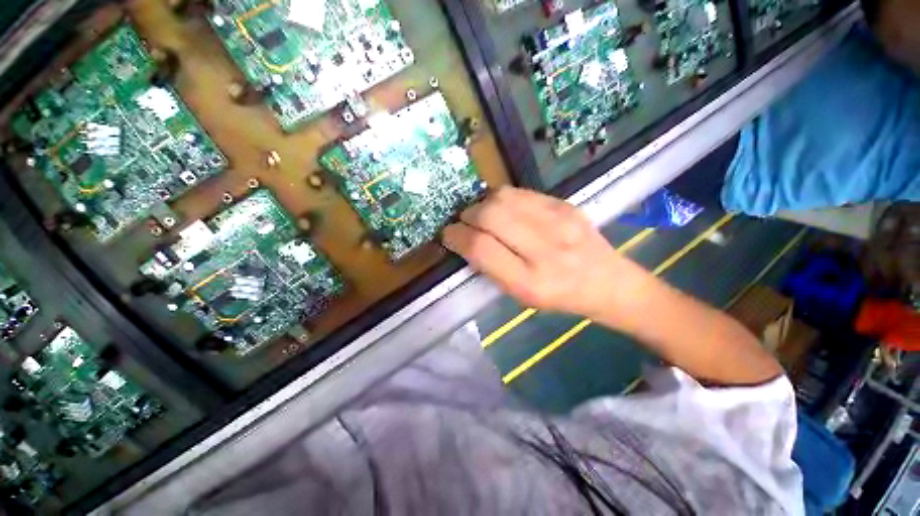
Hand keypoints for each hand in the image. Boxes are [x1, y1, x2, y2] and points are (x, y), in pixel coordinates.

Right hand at [442, 187, 649, 320]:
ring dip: (482, 204)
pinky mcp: (565, 204)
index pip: (481, 249)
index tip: (448, 235)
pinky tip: (503, 209)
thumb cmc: (558, 296)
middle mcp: (545, 249)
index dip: (457, 237)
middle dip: (467, 216)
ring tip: (481, 215)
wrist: (606, 281)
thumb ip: (491, 267)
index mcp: (530, 282)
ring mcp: (559, 221)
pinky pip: (520, 192)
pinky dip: (501, 198)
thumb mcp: (520, 295)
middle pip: (490, 216)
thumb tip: (465, 239)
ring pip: (502, 198)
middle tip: (464, 223)